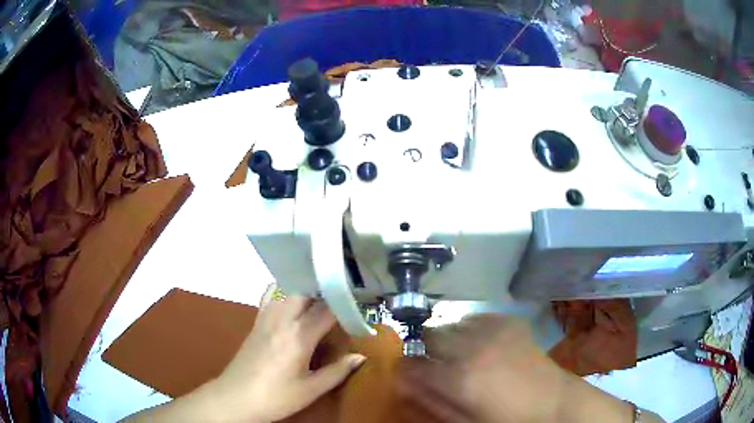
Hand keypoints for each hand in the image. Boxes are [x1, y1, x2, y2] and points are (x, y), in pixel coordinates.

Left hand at [206, 285, 366, 421]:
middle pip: (306, 292)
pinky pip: (270, 296)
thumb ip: (337, 371)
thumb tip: (360, 356)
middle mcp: (282, 319)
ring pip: (287, 290)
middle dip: (325, 290)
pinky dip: (282, 290)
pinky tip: (290, 298)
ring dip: (306, 288)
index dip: (345, 304)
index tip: (359, 302)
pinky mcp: (256, 322)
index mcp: (299, 336)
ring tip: (321, 293)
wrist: (236, 397)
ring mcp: (266, 318)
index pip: (327, 310)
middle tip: (342, 296)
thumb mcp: (311, 389)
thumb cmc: (276, 397)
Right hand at [400, 314, 644, 422]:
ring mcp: (493, 329)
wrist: (553, 402)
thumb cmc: (506, 420)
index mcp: (459, 378)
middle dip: (427, 350)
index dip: (404, 369)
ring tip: (464, 356)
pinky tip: (484, 345)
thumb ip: (429, 402)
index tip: (406, 373)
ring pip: (452, 323)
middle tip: (440, 365)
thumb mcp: (463, 421)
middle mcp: (472, 347)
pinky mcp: (509, 320)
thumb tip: (403, 385)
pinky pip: (476, 317)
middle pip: (429, 334)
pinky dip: (472, 329)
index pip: (411, 365)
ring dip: (450, 339)